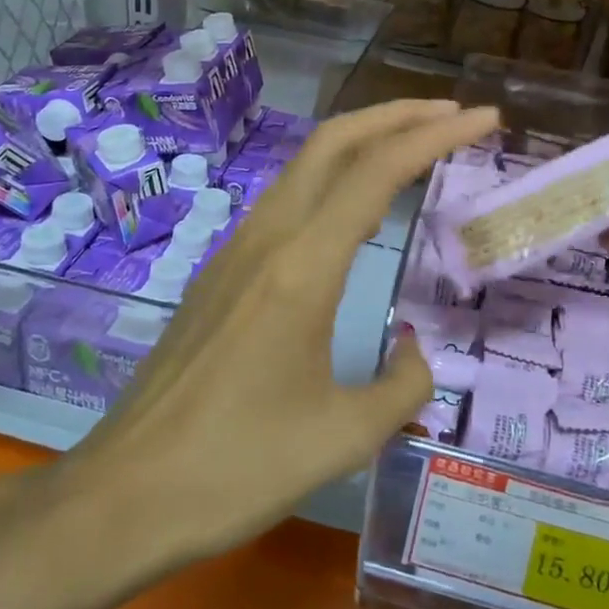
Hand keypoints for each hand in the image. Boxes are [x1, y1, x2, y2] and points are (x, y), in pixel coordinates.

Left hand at [69, 98, 501, 562]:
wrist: (124, 494)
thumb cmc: (237, 467)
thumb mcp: (344, 437)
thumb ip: (404, 386)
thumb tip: (416, 353)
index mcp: (302, 267)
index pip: (377, 171)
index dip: (436, 135)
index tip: (484, 118)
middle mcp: (266, 240)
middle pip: (333, 141)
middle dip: (397, 115)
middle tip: (453, 114)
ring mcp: (235, 251)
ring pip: (305, 166)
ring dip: (362, 141)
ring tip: (413, 147)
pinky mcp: (219, 273)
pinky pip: (285, 200)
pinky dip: (332, 178)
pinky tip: (352, 209)